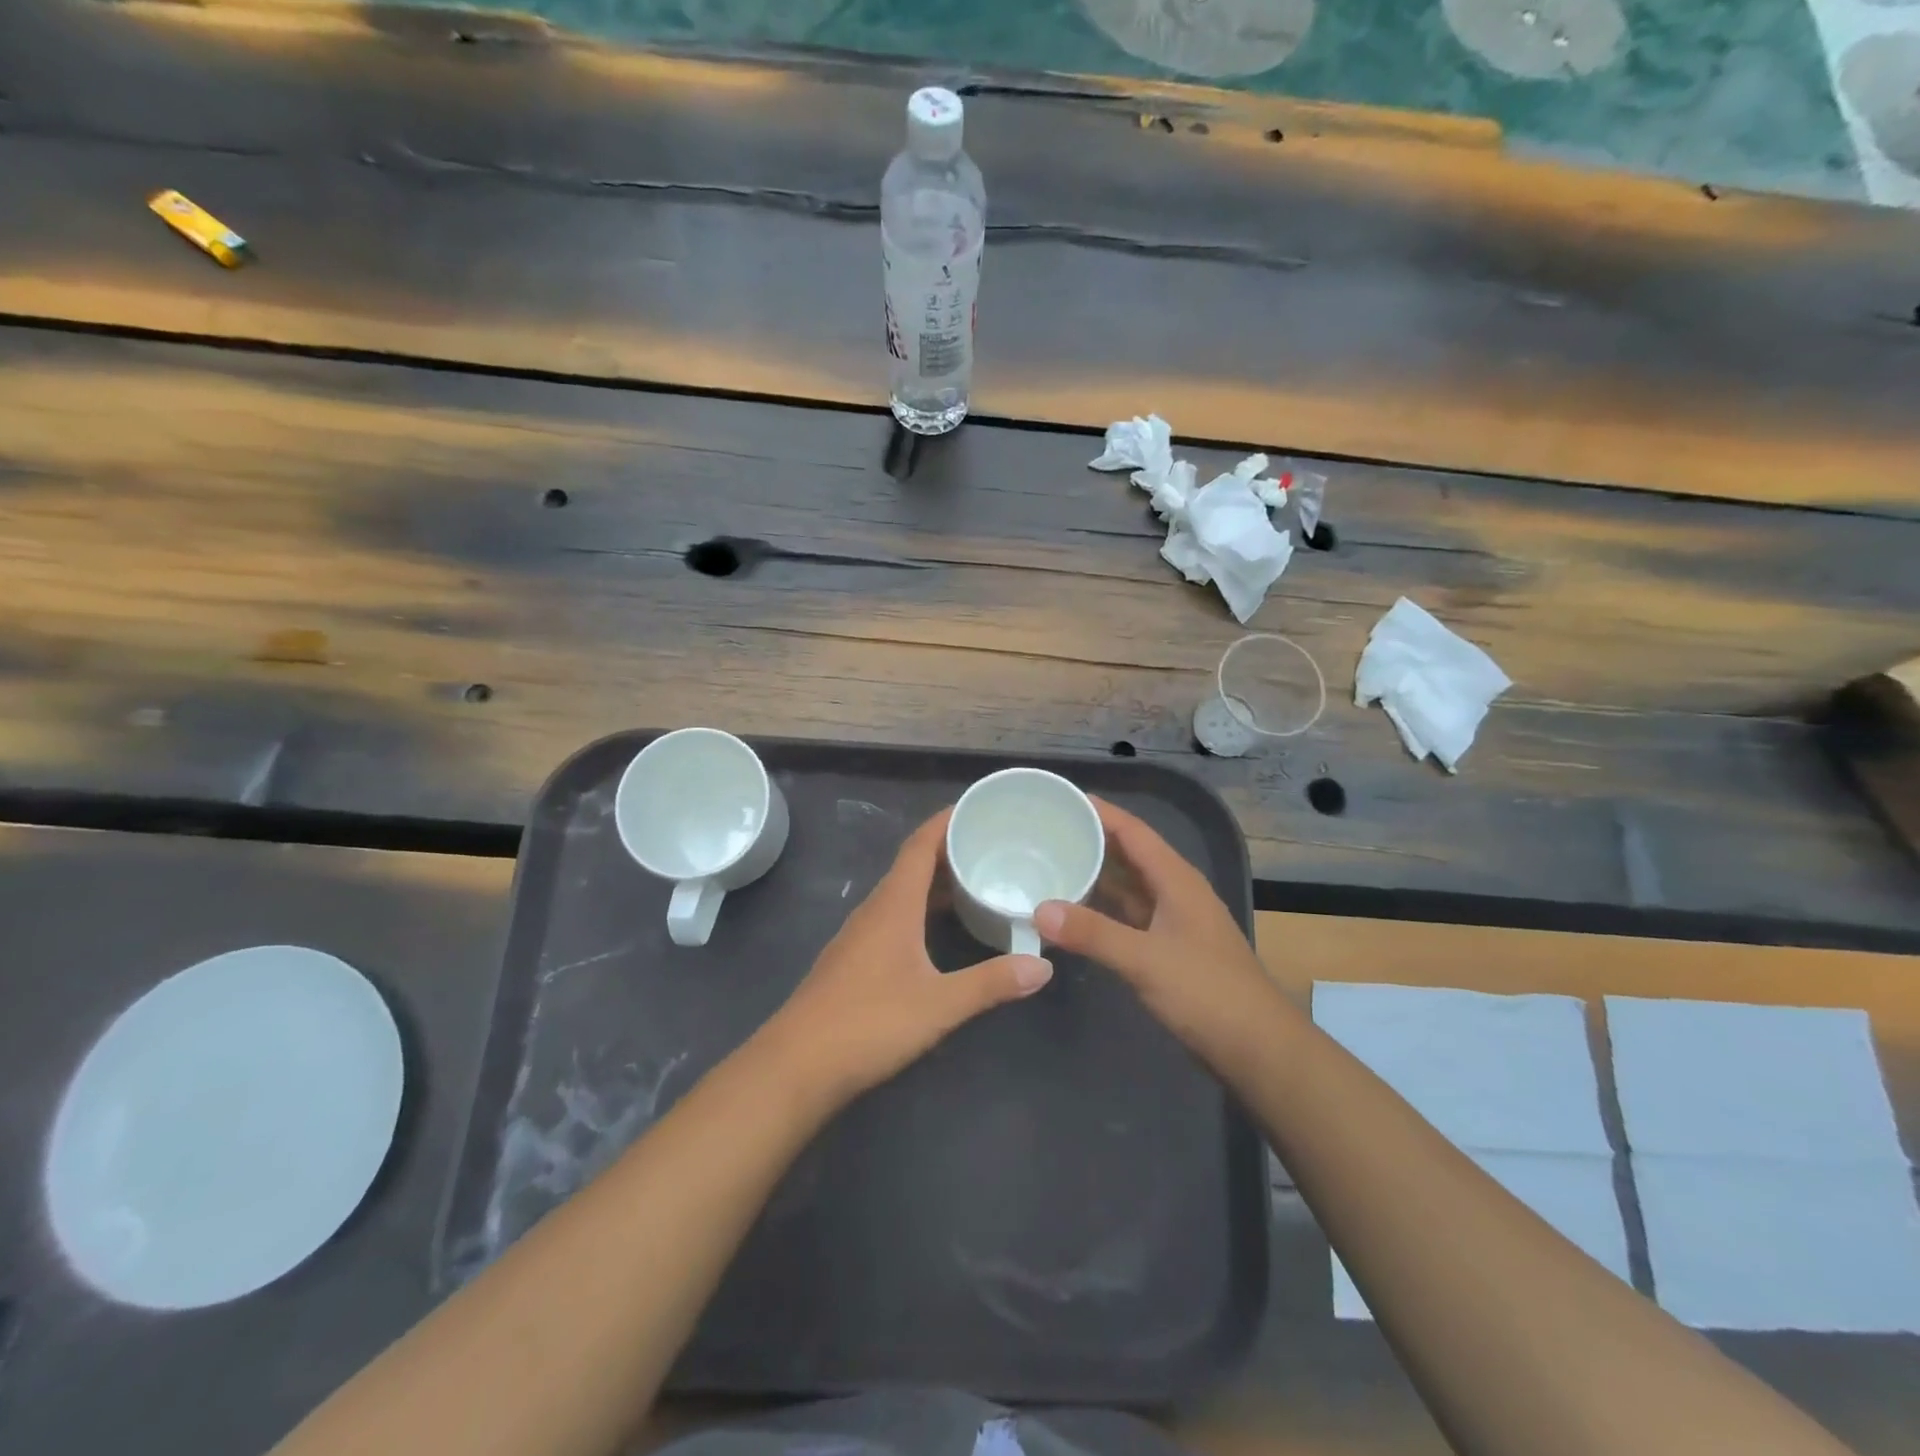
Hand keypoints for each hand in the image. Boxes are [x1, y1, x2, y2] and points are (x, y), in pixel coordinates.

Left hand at [768, 808, 1052, 1103]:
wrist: (796, 1065)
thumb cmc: (868, 1023)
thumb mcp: (939, 1004)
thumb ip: (991, 983)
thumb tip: (1042, 966)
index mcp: (893, 905)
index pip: (919, 846)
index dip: (945, 821)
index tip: (976, 807)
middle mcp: (874, 910)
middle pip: (912, 866)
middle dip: (949, 851)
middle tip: (991, 847)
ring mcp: (860, 936)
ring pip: (902, 894)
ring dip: (936, 883)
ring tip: (975, 883)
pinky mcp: (854, 961)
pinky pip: (894, 917)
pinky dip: (922, 910)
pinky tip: (940, 932)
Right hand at [1035, 798, 1275, 1062]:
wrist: (1257, 1048)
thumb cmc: (1207, 993)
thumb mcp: (1145, 960)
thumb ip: (1093, 933)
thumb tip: (1039, 909)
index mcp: (1176, 879)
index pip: (1133, 831)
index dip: (1099, 811)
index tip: (1061, 798)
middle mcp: (1174, 891)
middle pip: (1128, 854)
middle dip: (1090, 840)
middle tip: (1044, 831)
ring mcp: (1172, 921)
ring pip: (1127, 886)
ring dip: (1094, 876)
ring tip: (1050, 865)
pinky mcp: (1168, 949)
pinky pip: (1127, 916)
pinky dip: (1101, 911)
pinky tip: (1073, 915)